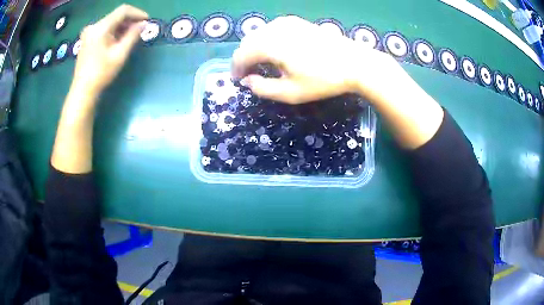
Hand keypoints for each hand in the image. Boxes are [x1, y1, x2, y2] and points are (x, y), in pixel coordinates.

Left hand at [71, 4, 147, 96]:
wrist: (82, 91)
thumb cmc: (101, 73)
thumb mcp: (120, 54)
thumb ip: (132, 36)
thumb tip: (144, 24)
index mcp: (101, 27)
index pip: (123, 11)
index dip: (137, 13)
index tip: (147, 20)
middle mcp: (93, 26)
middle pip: (116, 16)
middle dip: (129, 21)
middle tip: (140, 30)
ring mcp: (89, 33)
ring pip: (110, 22)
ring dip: (122, 27)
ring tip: (131, 36)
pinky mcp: (87, 39)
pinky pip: (104, 29)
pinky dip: (113, 32)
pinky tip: (118, 40)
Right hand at [232, 16, 400, 103]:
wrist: (354, 63)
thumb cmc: (323, 80)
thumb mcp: (291, 93)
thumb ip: (263, 89)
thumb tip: (247, 81)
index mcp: (270, 45)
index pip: (241, 55)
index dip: (236, 69)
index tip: (238, 81)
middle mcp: (274, 29)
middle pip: (248, 42)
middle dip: (244, 58)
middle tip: (249, 74)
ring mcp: (286, 22)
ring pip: (259, 34)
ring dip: (255, 49)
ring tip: (262, 64)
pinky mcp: (296, 22)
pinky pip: (272, 29)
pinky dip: (267, 40)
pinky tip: (276, 51)